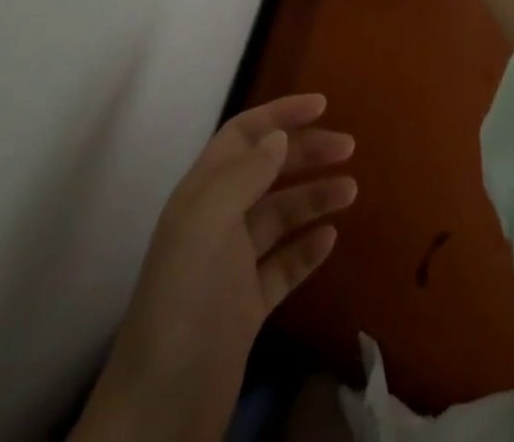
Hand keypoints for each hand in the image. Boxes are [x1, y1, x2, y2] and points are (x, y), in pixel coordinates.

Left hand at [72, 94, 355, 440]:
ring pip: (280, 216)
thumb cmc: (185, 299)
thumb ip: (245, 174)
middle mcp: (217, 221)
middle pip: (267, 170)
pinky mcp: (247, 307)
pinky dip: (307, 248)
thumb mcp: (208, 222)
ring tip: (351, 191)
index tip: (322, 105)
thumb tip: (278, 135)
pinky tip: (331, 239)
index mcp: (203, 192)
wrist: (162, 406)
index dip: (280, 114)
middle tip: (349, 148)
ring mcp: (232, 266)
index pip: (244, 135)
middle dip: (306, 153)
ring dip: (314, 198)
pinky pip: (283, 265)